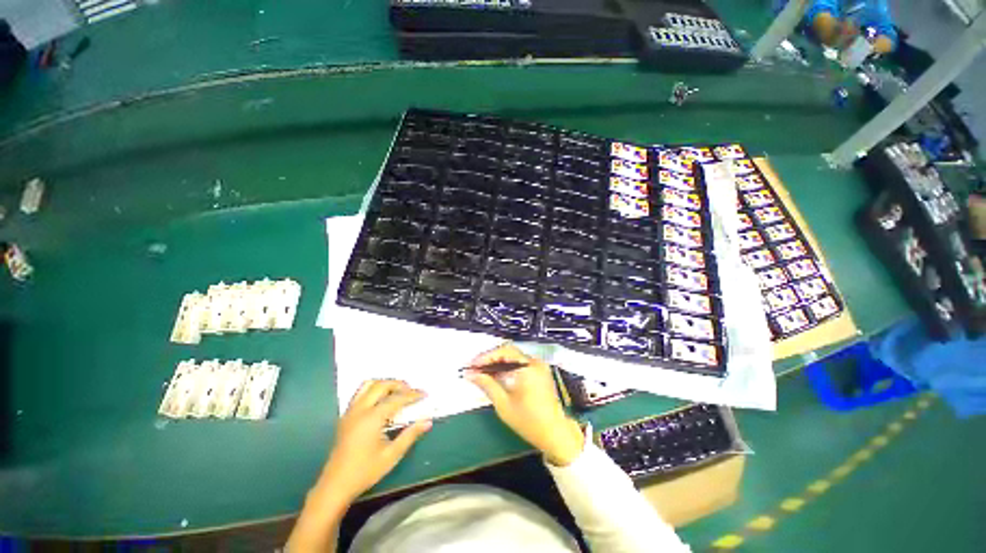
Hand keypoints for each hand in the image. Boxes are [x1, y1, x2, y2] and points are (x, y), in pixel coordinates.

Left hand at [319, 380, 431, 502]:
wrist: (335, 485)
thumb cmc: (365, 471)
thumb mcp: (392, 455)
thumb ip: (410, 435)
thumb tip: (427, 421)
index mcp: (372, 418)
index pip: (396, 399)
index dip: (412, 395)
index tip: (425, 394)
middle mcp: (360, 410)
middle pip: (381, 385)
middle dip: (399, 384)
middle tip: (411, 391)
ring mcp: (350, 411)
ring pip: (368, 385)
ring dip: (385, 384)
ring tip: (397, 392)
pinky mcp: (345, 416)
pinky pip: (360, 393)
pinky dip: (373, 390)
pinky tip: (381, 401)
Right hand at [465, 343, 584, 466]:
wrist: (555, 434)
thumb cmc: (528, 421)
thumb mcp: (503, 404)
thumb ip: (487, 384)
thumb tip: (470, 374)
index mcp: (528, 367)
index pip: (503, 352)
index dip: (485, 356)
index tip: (471, 365)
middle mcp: (535, 362)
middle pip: (508, 352)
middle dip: (490, 358)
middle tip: (474, 368)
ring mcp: (539, 366)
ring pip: (514, 357)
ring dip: (498, 362)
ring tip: (482, 372)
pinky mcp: (540, 372)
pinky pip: (520, 363)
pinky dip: (507, 367)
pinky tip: (496, 375)